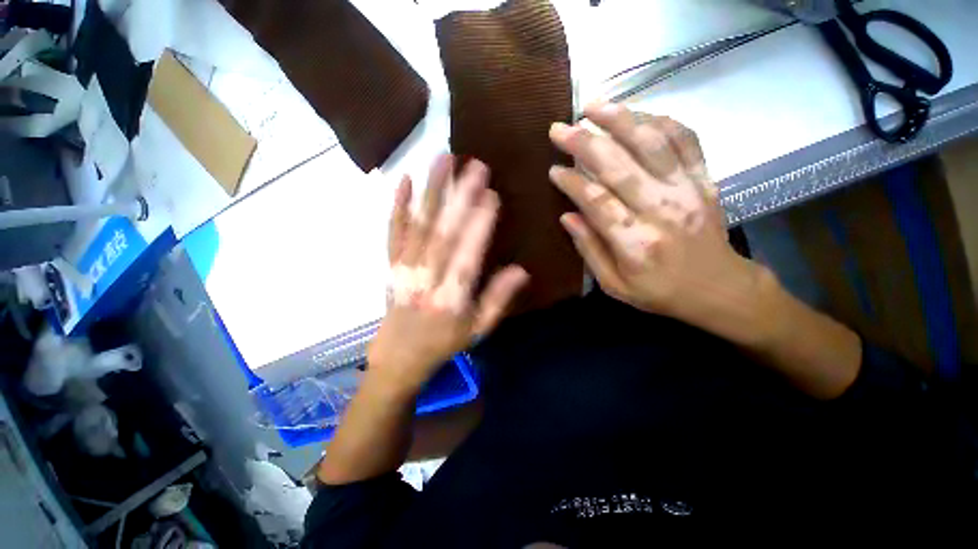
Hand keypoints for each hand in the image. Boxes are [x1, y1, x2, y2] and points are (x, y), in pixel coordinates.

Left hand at [367, 155, 528, 393]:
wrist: (399, 355)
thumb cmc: (444, 342)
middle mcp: (427, 278)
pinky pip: (393, 231)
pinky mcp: (391, 263)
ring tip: (443, 159)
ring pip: (418, 224)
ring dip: (432, 190)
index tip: (492, 195)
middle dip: (460, 197)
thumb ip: (498, 299)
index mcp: (451, 297)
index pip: (467, 255)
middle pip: (443, 233)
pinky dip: (398, 205)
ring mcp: (405, 268)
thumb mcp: (478, 329)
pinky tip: (405, 180)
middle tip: (475, 165)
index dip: (479, 225)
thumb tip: (522, 271)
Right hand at [548, 102, 769, 343]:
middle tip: (559, 128)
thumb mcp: (614, 285)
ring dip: (620, 120)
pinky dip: (662, 121)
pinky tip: (638, 114)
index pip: (596, 201)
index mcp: (635, 242)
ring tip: (593, 106)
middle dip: (584, 142)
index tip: (553, 169)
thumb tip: (567, 216)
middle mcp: (661, 210)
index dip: (572, 181)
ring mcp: (687, 190)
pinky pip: (686, 139)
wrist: (719, 288)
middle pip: (619, 166)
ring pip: (652, 143)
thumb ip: (589, 250)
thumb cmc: (659, 291)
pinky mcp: (705, 179)